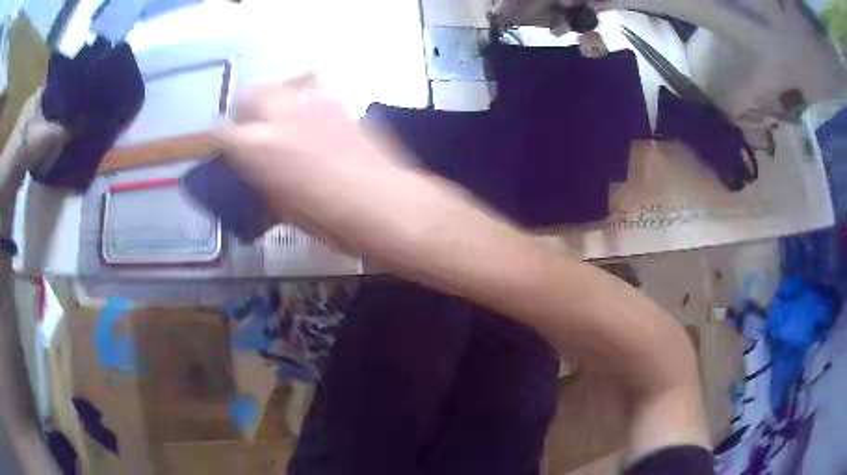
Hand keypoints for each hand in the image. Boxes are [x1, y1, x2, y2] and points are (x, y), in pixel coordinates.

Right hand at [216, 81, 429, 250]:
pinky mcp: (340, 105)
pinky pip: (313, 93)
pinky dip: (304, 103)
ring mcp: (313, 104)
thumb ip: (261, 180)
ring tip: (281, 123)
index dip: (218, 140)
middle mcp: (282, 116)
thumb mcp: (283, 208)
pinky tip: (313, 123)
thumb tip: (252, 172)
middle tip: (251, 130)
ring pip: (282, 87)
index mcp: (259, 146)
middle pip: (251, 94)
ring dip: (275, 102)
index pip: (221, 131)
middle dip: (246, 110)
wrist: (386, 204)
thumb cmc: (331, 220)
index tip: (222, 148)